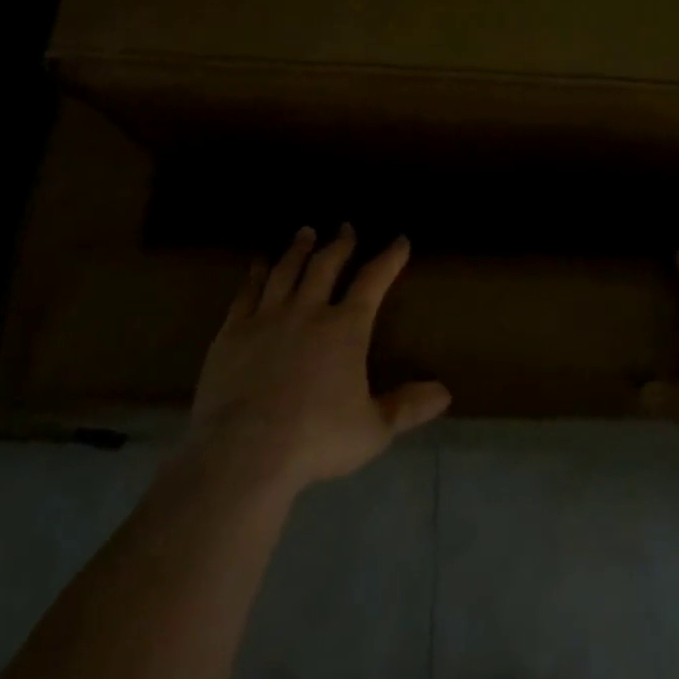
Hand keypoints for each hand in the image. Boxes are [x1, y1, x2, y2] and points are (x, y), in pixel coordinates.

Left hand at [189, 225, 450, 495]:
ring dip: (299, 249)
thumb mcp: (373, 429)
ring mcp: (267, 317)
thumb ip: (407, 407)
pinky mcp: (233, 332)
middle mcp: (308, 311)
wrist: (245, 451)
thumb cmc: (316, 439)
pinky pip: (247, 292)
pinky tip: (259, 263)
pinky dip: (256, 273)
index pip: (373, 281)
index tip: (400, 240)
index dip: (389, 258)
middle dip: (340, 243)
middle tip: (345, 227)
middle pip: (326, 266)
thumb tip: (445, 393)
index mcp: (345, 328)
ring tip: (305, 232)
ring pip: (287, 270)